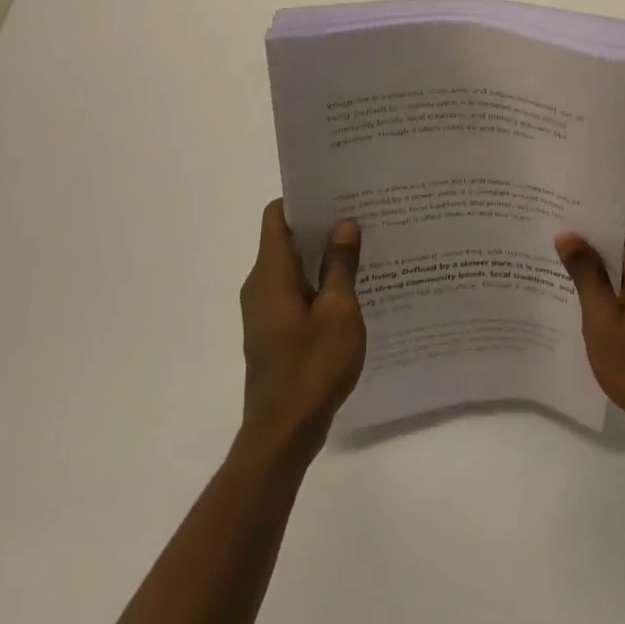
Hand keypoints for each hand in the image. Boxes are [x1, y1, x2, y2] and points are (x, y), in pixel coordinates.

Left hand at [238, 201, 366, 464]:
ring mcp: (265, 311)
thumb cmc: (313, 366)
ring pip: (293, 268)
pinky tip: (353, 289)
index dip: (303, 199)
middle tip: (362, 215)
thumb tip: (344, 224)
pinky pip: (295, 293)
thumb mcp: (339, 312)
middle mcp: (260, 286)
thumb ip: (341, 265)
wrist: (284, 432)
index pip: (276, 216)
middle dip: (321, 225)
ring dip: (323, 256)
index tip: (337, 191)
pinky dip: (319, 283)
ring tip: (364, 246)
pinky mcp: (273, 332)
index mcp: (271, 273)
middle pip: (285, 239)